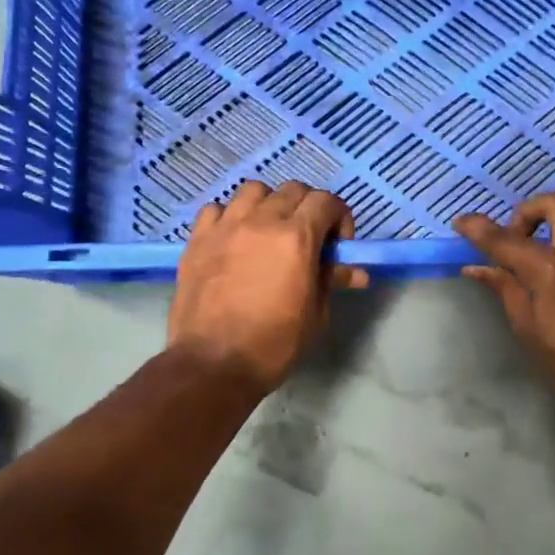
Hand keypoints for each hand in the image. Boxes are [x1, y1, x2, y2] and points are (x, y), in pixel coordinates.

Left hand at [168, 180, 369, 393]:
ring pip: (254, 190)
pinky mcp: (198, 239)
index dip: (339, 218)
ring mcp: (226, 226)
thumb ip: (332, 281)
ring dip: (269, 204)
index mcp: (297, 237)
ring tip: (269, 231)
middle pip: (293, 190)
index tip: (336, 244)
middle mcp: (262, 221)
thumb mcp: (315, 314)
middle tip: (307, 238)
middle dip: (308, 208)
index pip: (326, 201)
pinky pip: (216, 209)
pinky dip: (230, 216)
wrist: (213, 364)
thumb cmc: (274, 344)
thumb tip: (356, 270)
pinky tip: (233, 239)